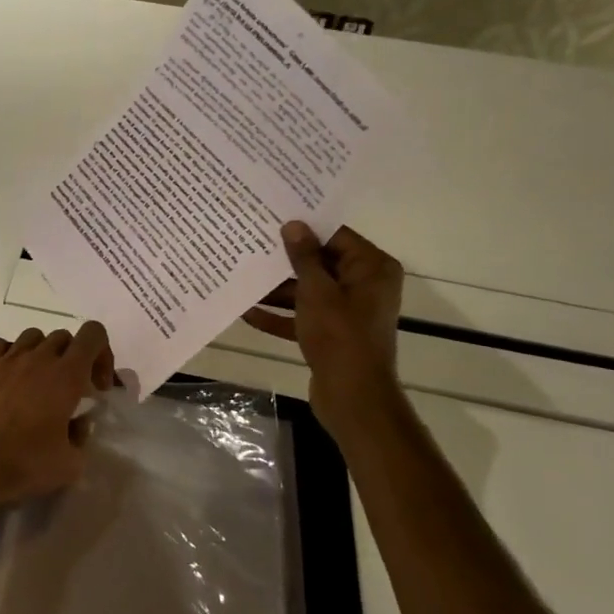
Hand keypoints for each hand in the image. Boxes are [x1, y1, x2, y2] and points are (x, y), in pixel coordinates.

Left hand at [0, 322, 115, 517]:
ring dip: (43, 353)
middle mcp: (37, 358)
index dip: (102, 354)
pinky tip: (9, 381)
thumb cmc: (22, 464)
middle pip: (63, 337)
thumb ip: (81, 438)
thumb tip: (77, 424)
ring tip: (38, 383)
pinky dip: (12, 356)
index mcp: (65, 376)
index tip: (97, 386)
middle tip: (70, 390)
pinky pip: (2, 346)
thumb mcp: (69, 465)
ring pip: (33, 337)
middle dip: (73, 358)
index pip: (93, 335)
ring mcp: (6, 359)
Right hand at [244, 222, 405, 423]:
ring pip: (308, 291)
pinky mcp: (332, 334)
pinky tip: (246, 312)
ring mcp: (348, 312)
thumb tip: (293, 224)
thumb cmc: (339, 335)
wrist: (352, 396)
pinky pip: (303, 317)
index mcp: (371, 268)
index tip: (272, 217)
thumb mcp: (316, 291)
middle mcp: (364, 285)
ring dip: (276, 289)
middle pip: (320, 263)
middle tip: (250, 242)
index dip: (304, 228)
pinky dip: (280, 315)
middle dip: (285, 260)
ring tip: (242, 276)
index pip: (336, 236)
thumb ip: (303, 257)